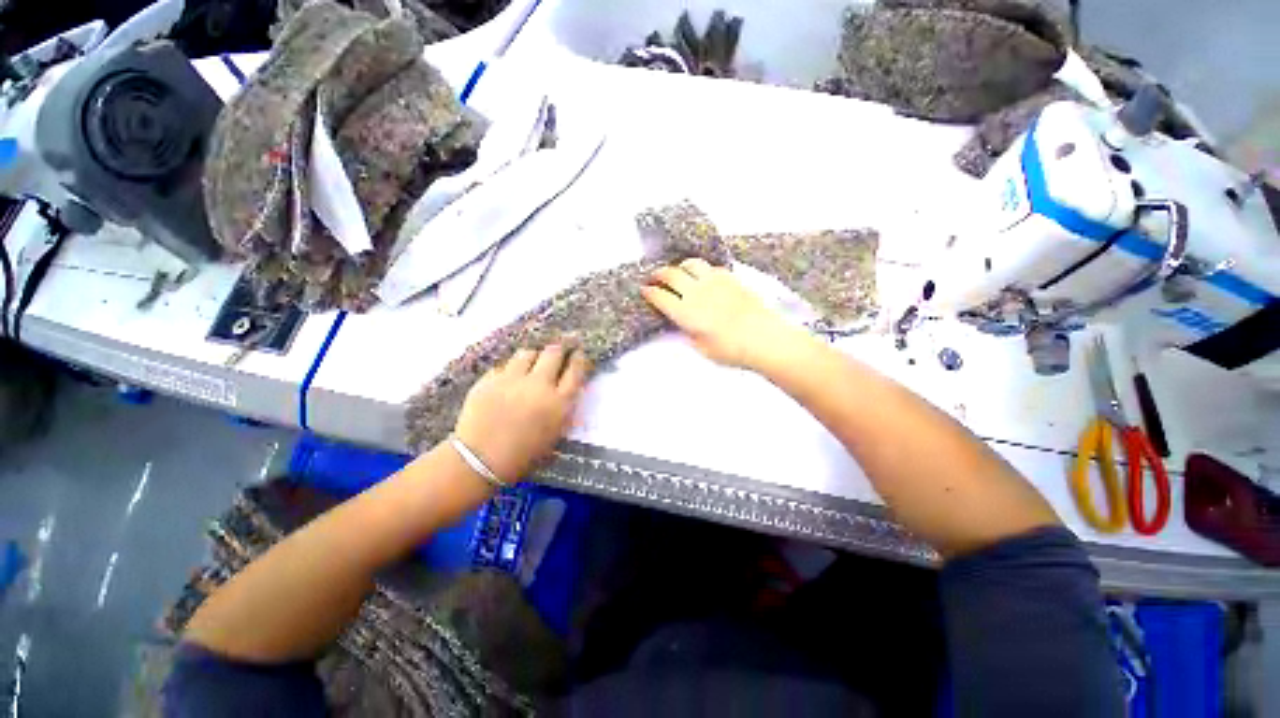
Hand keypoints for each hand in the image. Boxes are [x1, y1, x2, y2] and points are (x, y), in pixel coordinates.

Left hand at [454, 345, 590, 482]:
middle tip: (558, 352)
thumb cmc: (523, 456)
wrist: (480, 462)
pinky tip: (509, 379)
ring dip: (533, 357)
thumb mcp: (554, 434)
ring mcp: (512, 380)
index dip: (579, 359)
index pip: (576, 370)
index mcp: (559, 403)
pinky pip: (505, 365)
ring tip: (531, 364)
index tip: (578, 354)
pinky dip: (510, 369)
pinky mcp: (489, 379)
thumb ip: (563, 409)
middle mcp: (539, 385)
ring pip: (528, 353)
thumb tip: (566, 389)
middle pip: (554, 353)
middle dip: (559, 350)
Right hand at [642, 259, 799, 369]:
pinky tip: (702, 277)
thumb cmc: (730, 350)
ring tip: (678, 273)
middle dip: (658, 274)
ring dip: (680, 267)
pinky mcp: (730, 278)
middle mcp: (696, 291)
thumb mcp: (701, 348)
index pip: (660, 296)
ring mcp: (714, 281)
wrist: (764, 338)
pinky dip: (700, 269)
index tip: (643, 290)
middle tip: (654, 278)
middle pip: (671, 274)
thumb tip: (681, 322)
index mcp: (686, 312)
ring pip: (690, 264)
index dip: (649, 292)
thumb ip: (687, 332)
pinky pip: (710, 266)